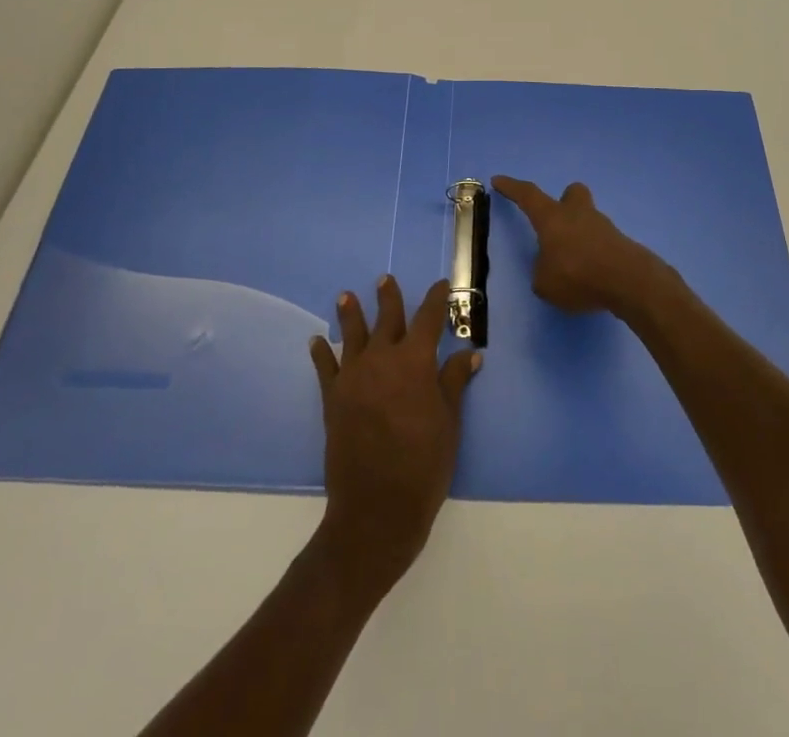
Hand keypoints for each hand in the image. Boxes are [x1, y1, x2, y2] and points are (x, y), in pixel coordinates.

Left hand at [308, 276, 479, 591]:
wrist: (377, 508)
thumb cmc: (424, 464)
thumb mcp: (450, 422)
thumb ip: (455, 382)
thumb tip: (471, 353)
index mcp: (416, 361)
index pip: (429, 318)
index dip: (437, 299)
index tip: (442, 285)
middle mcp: (383, 358)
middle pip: (387, 317)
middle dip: (389, 297)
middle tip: (385, 280)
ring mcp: (354, 376)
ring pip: (352, 334)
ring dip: (351, 313)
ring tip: (346, 296)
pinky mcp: (333, 398)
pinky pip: (325, 367)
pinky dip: (321, 352)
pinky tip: (317, 341)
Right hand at [491, 177, 665, 316]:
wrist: (628, 281)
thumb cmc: (578, 275)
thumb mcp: (545, 283)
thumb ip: (542, 272)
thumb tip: (549, 269)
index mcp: (552, 217)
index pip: (528, 195)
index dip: (512, 187)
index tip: (499, 180)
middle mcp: (577, 214)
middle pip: (572, 193)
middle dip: (563, 202)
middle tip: (556, 222)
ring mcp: (603, 226)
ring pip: (588, 219)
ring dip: (579, 234)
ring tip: (572, 266)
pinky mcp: (620, 243)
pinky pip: (601, 242)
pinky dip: (593, 254)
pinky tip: (591, 276)